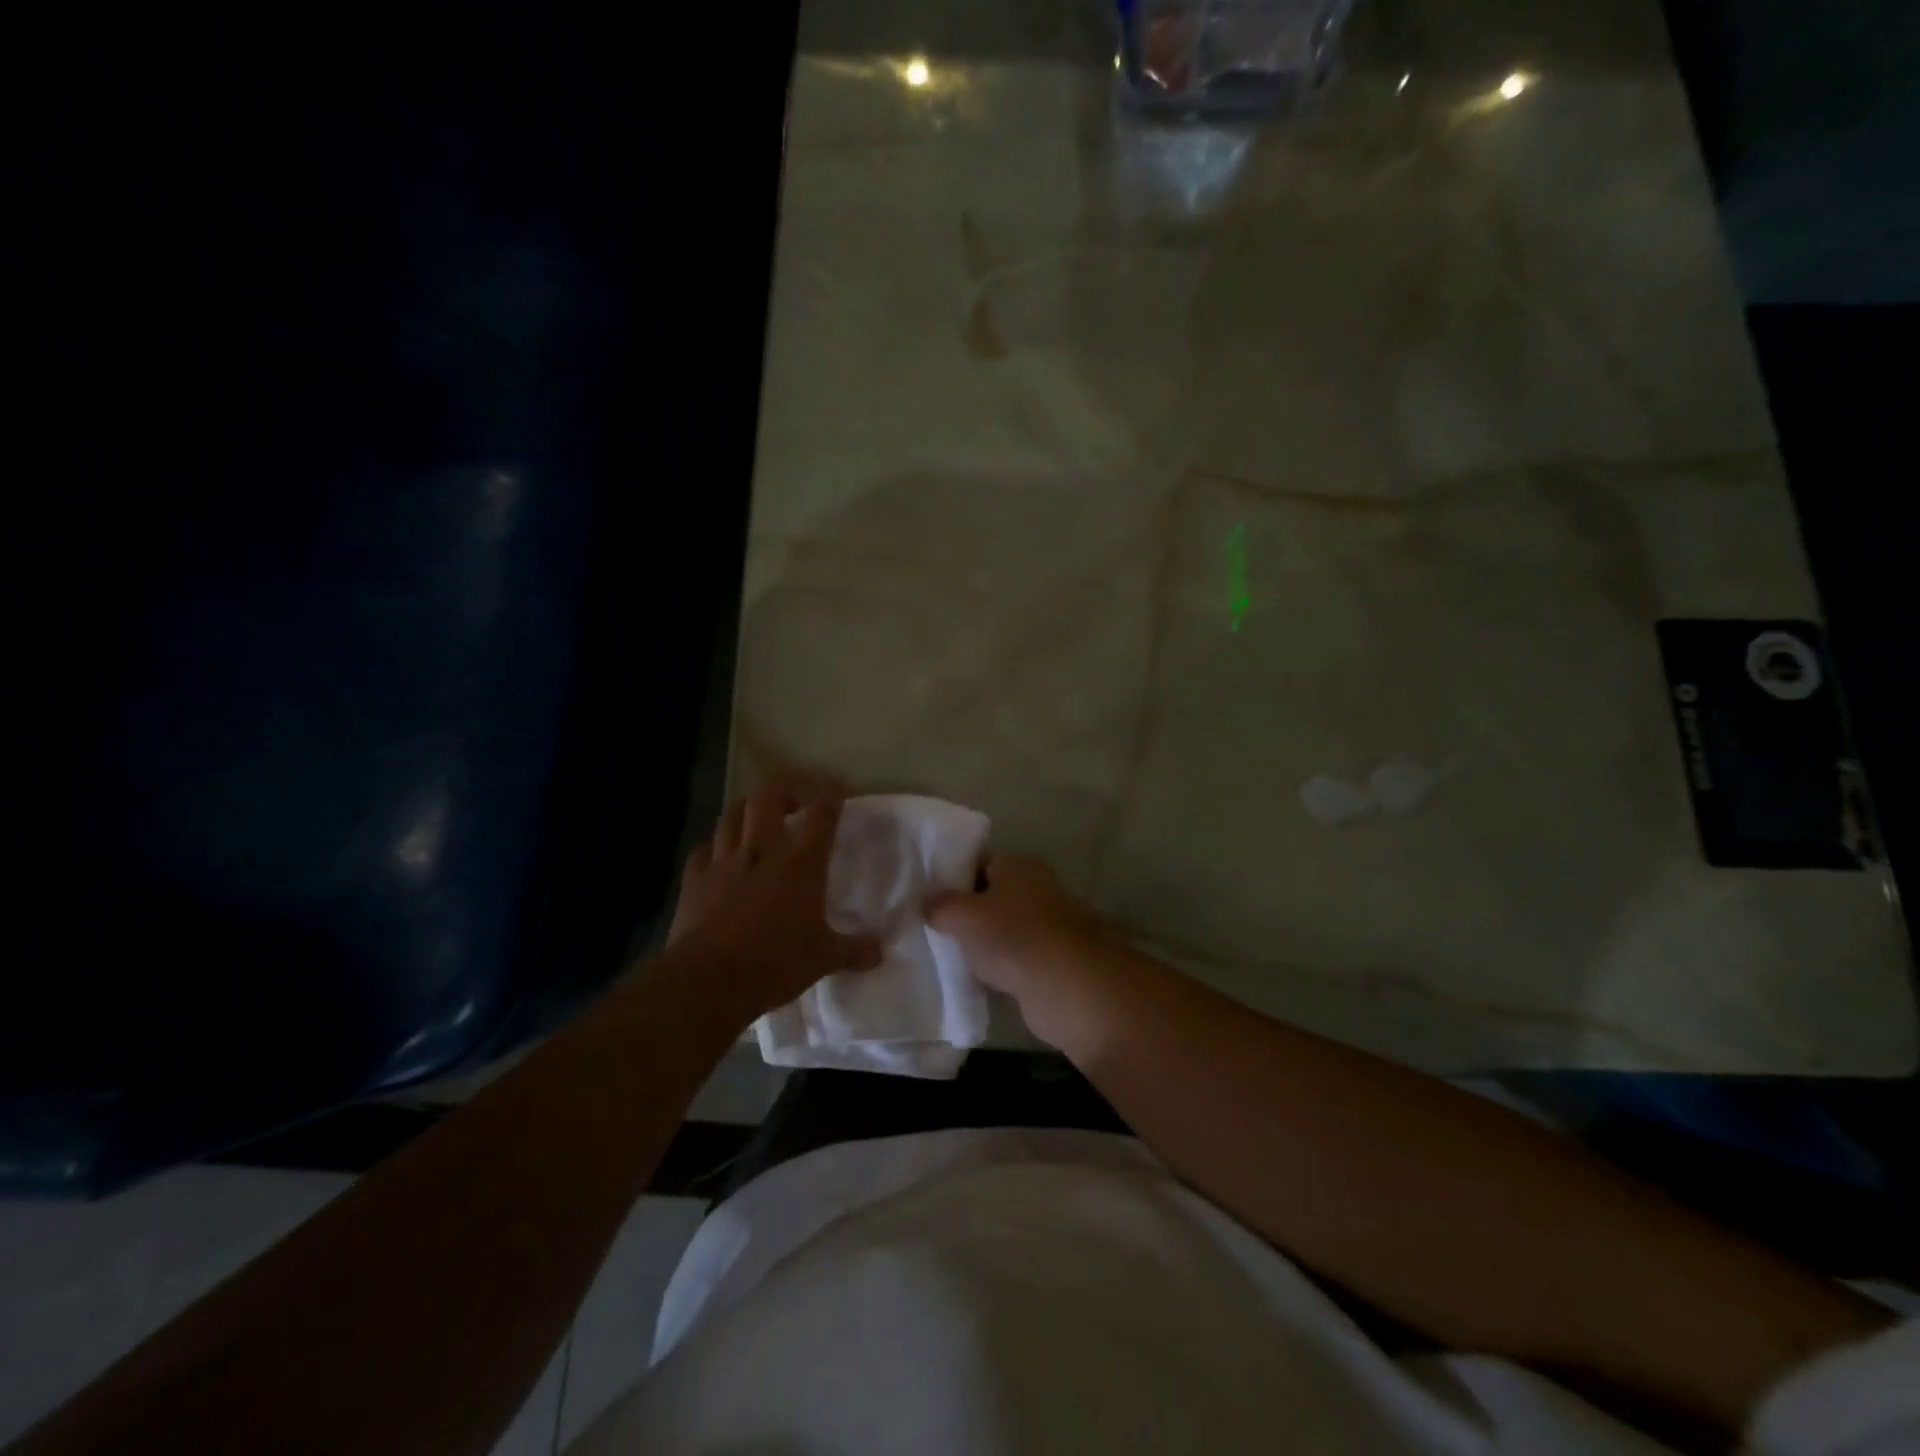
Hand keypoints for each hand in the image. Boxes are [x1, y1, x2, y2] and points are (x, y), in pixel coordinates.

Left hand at [667, 777, 882, 1020]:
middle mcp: (762, 850)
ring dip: (748, 806)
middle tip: (796, 795)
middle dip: (785, 785)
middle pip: (769, 795)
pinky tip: (719, 854)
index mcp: (801, 863)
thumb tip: (880, 951)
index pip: (821, 814)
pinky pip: (703, 850)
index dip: (831, 792)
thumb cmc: (775, 964)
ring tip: (757, 812)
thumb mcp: (822, 959)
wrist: (708, 981)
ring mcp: (724, 862)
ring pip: (733, 814)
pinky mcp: (694, 880)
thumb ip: (852, 950)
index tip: (837, 782)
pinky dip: (714, 846)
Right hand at [926, 855, 1103, 1044]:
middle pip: (992, 895)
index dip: (952, 878)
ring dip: (983, 942)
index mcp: (1017, 865)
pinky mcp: (1053, 958)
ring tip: (951, 956)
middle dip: (966, 913)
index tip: (928, 898)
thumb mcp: (963, 916)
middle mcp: (1037, 887)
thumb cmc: (1012, 937)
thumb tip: (928, 904)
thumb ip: (940, 906)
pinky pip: (1016, 956)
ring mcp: (1048, 924)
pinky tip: (979, 979)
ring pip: (1004, 928)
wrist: (1067, 985)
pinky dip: (1000, 966)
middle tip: (934, 929)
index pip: (978, 862)